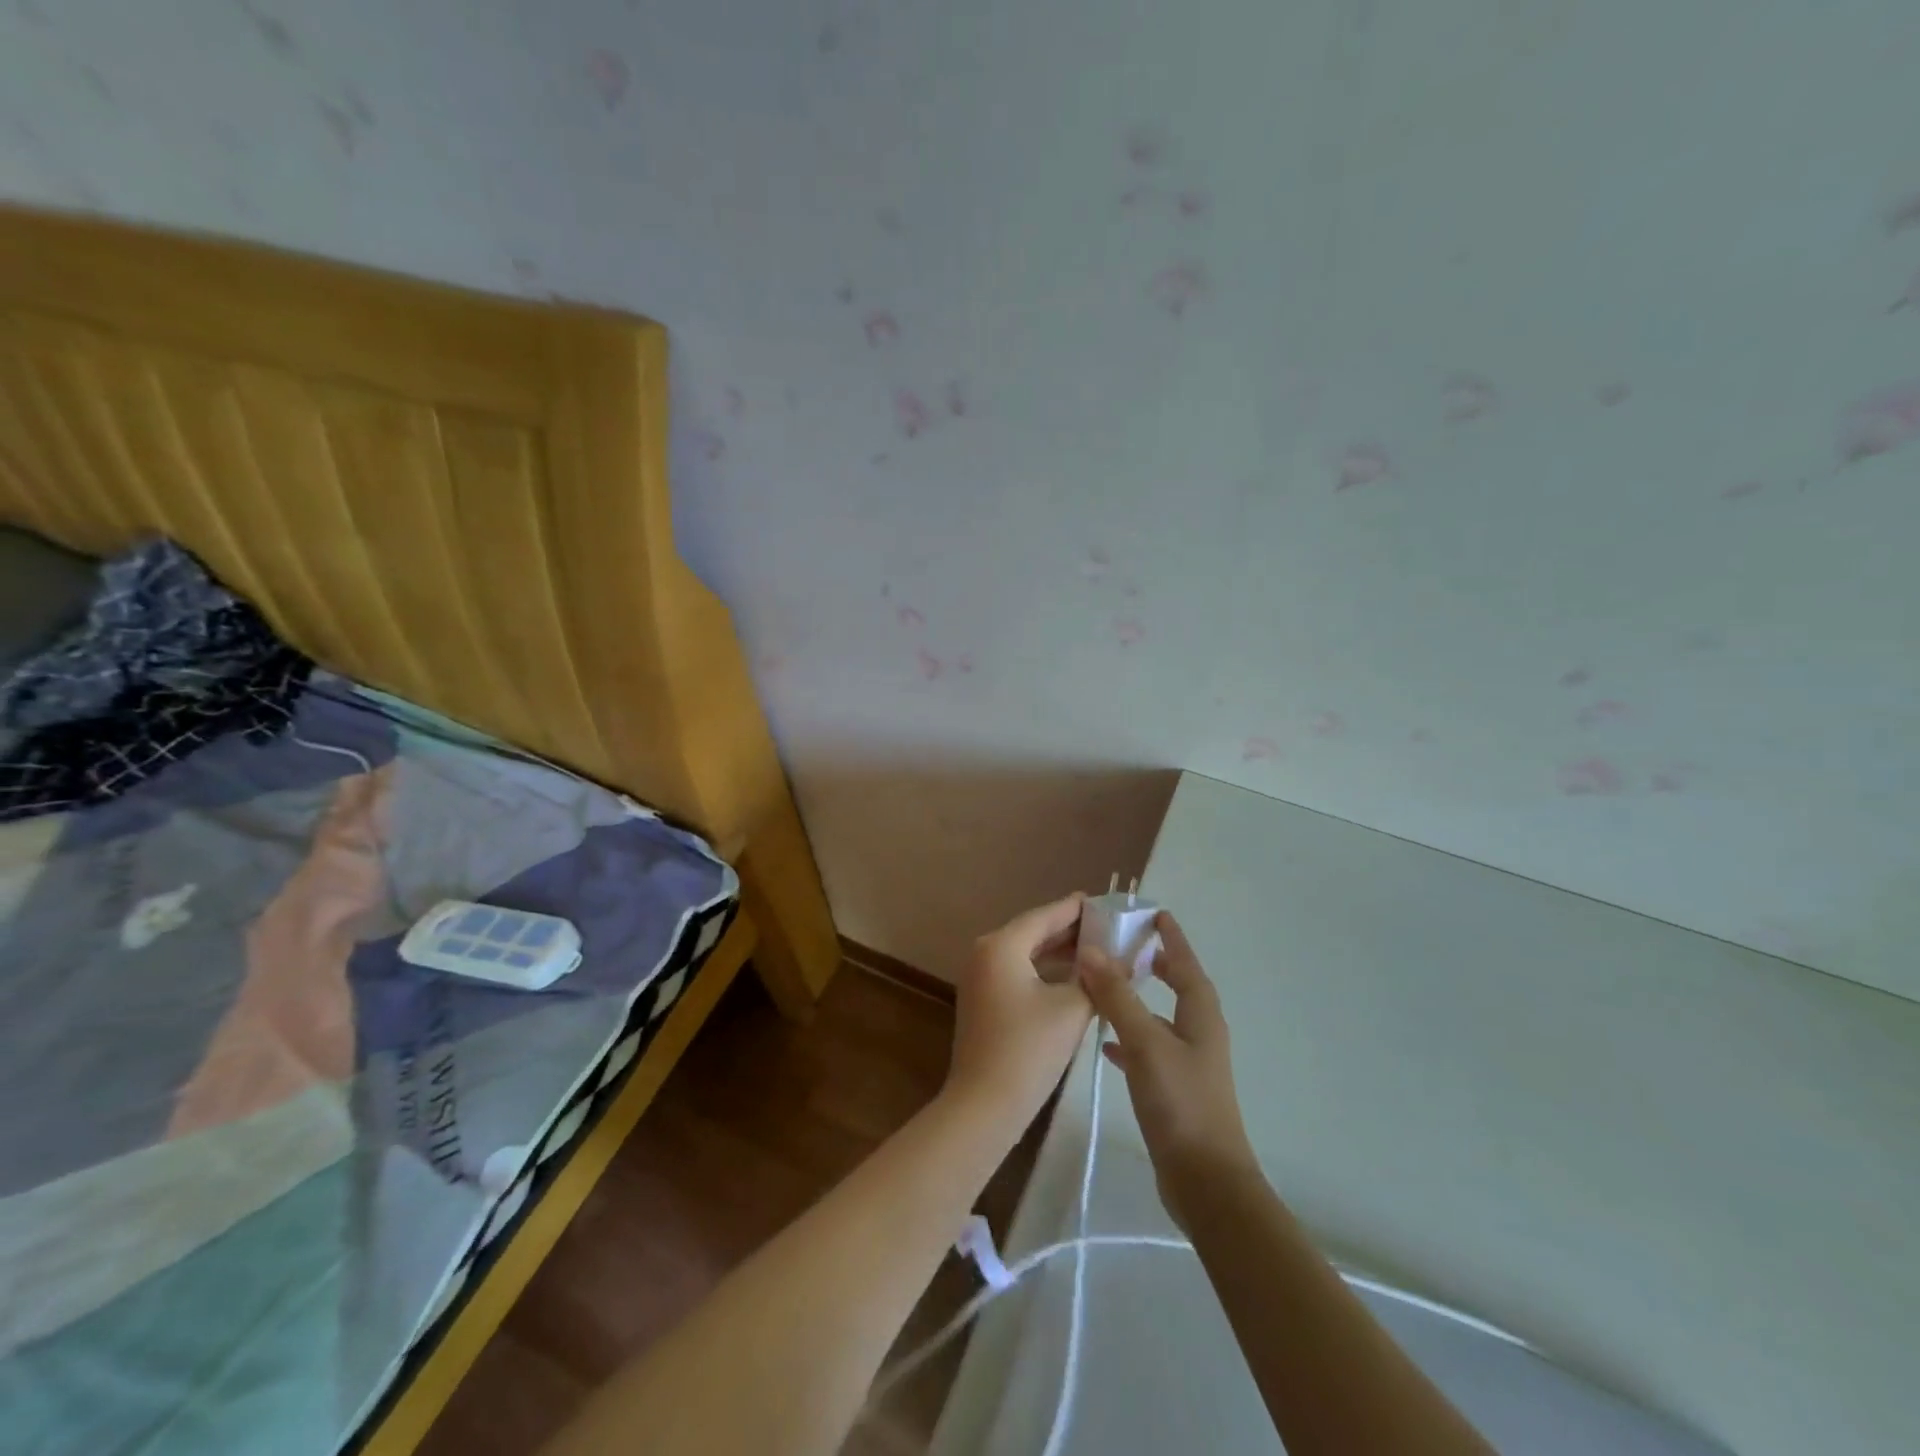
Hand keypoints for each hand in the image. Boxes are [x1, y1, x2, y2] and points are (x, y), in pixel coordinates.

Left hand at [947, 893, 1094, 1126]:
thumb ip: (1098, 979)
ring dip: (1059, 953)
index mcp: (1001, 945)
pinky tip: (1073, 979)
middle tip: (1108, 927)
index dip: (1076, 909)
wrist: (985, 1105)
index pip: (1045, 916)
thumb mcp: (1072, 1009)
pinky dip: (1045, 972)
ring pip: (1026, 954)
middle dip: (1071, 932)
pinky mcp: (983, 1000)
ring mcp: (980, 977)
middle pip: (1033, 932)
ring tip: (1098, 951)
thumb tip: (1124, 959)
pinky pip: (1018, 972)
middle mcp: (985, 952)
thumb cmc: (1029, 1049)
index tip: (1103, 901)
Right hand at [1079, 912, 1257, 1228]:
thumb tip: (1092, 951)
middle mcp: (1199, 1034)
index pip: (1187, 965)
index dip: (1172, 939)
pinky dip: (1129, 1037)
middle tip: (1126, 946)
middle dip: (1156, 965)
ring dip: (1138, 999)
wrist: (1205, 1182)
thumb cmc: (1181, 1103)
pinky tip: (1106, 1043)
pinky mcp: (1174, 1090)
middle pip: (1179, 988)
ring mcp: (1188, 1064)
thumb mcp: (1146, 1043)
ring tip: (1107, 985)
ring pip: (1161, 1018)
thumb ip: (1118, 998)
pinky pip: (1149, 1049)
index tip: (1156, 914)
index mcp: (1201, 1016)